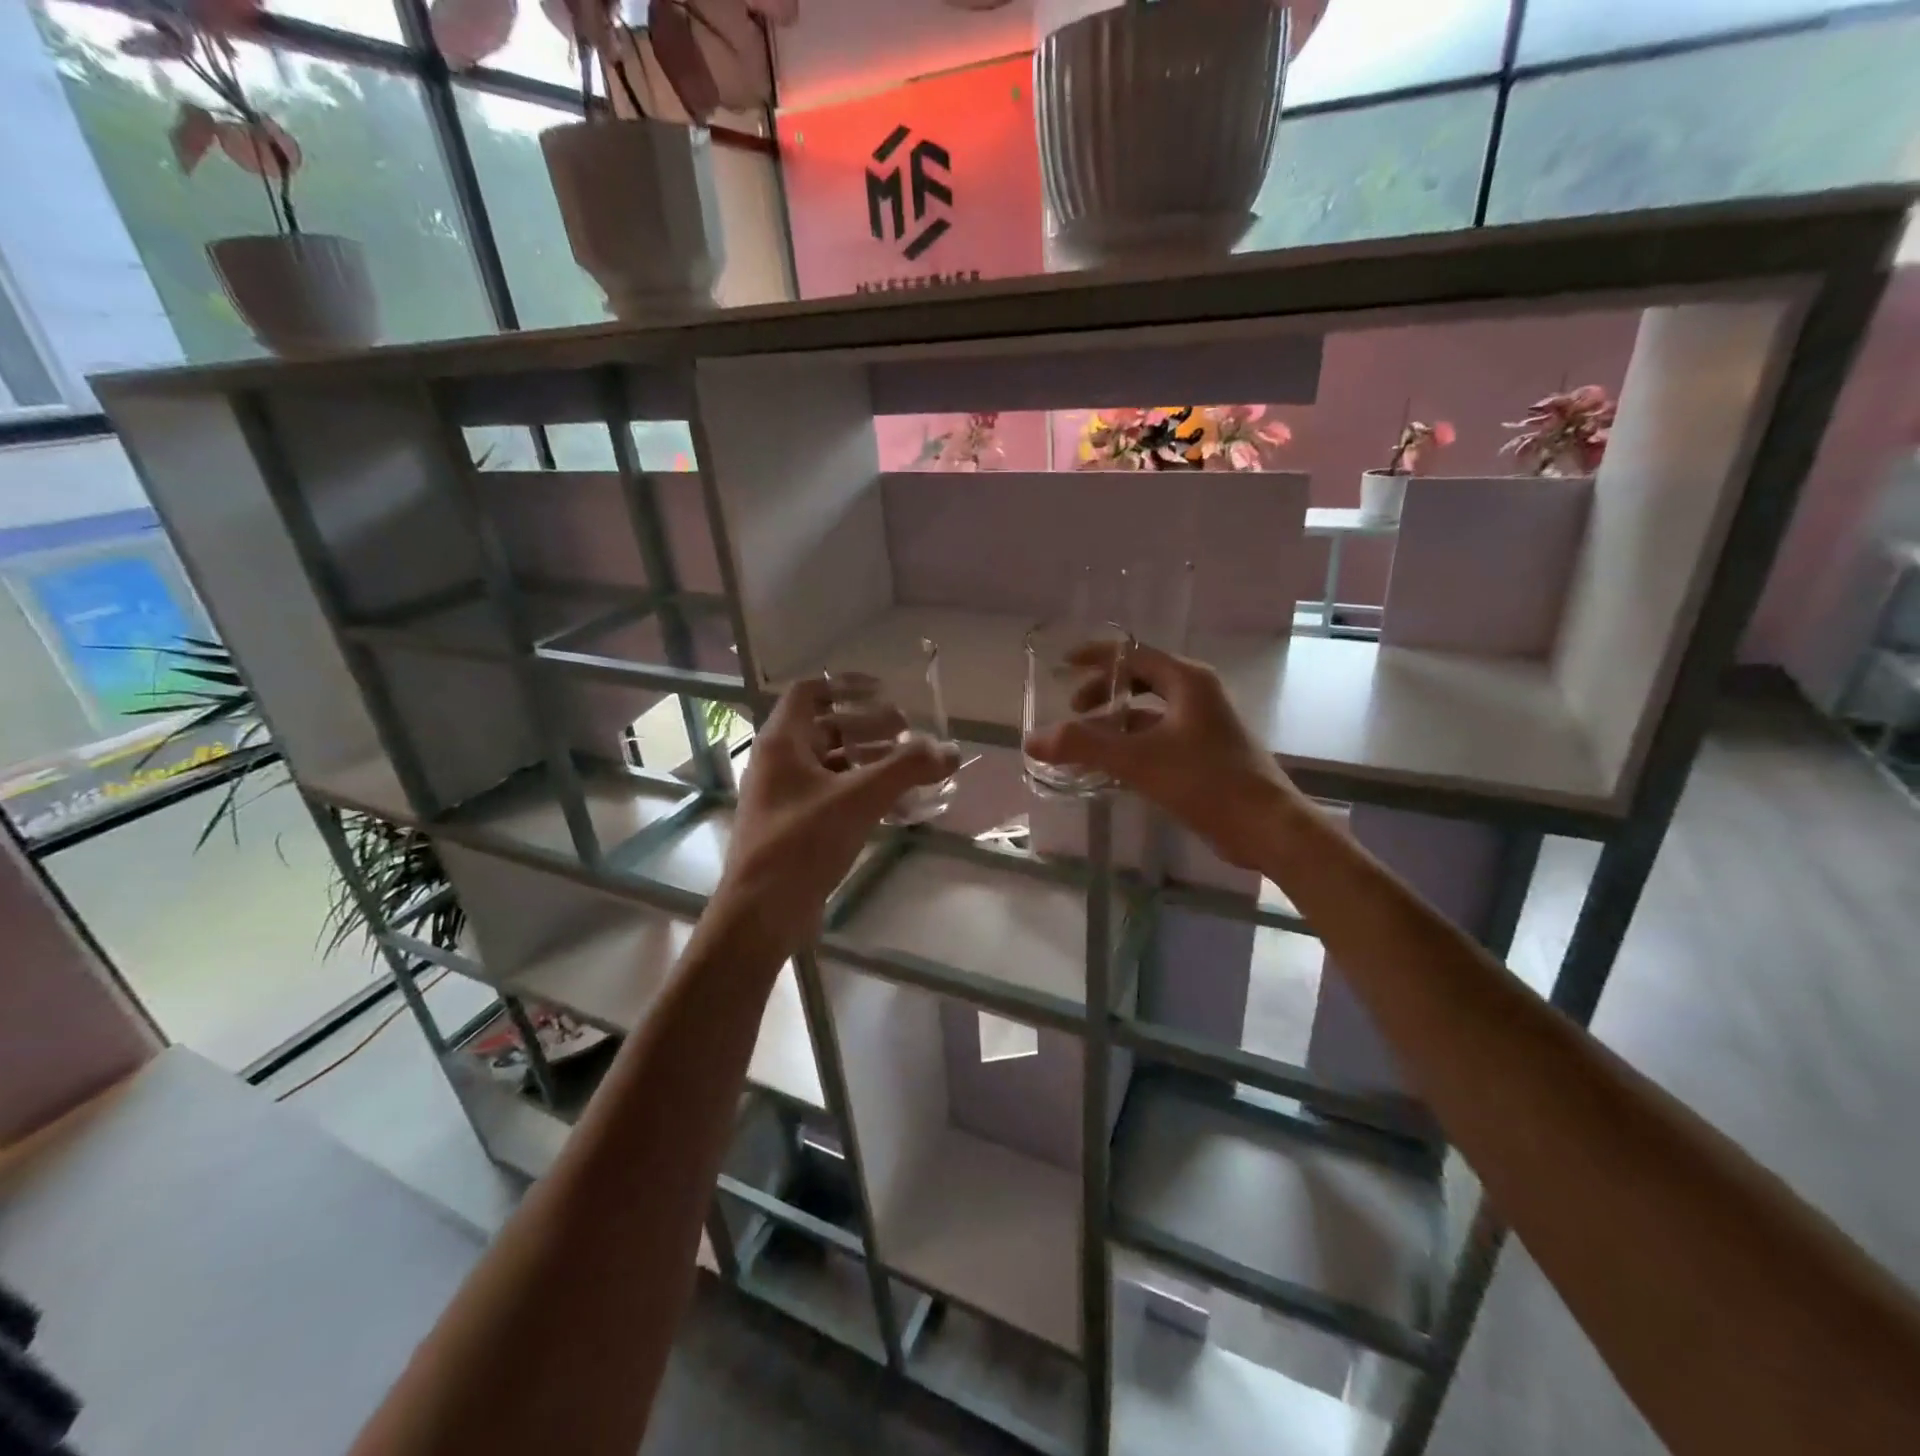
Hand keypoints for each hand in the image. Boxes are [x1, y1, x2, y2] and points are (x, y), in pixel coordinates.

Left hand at [715, 680, 957, 953]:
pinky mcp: (795, 825)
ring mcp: (785, 795)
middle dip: (869, 725)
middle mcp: (779, 762)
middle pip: (826, 726)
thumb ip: (907, 768)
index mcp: (782, 742)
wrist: (762, 912)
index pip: (810, 691)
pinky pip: (833, 793)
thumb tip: (951, 749)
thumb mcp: (859, 798)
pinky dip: (863, 790)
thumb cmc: (803, 842)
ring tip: (910, 766)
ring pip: (832, 762)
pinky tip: (897, 804)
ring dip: (870, 759)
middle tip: (908, 733)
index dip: (847, 684)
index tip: (886, 692)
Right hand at [1021, 640, 1298, 869]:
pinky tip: (1108, 770)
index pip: (1134, 654)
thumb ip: (1084, 747)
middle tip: (1073, 712)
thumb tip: (1033, 740)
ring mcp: (1203, 726)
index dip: (1096, 657)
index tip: (1063, 664)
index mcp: (1187, 681)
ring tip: (1082, 745)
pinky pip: (1157, 740)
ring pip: (1148, 715)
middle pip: (1140, 682)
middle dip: (1103, 694)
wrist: (1266, 827)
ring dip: (1114, 726)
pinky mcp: (1204, 755)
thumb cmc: (1206, 781)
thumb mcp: (1138, 760)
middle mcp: (1197, 696)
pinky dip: (1130, 748)